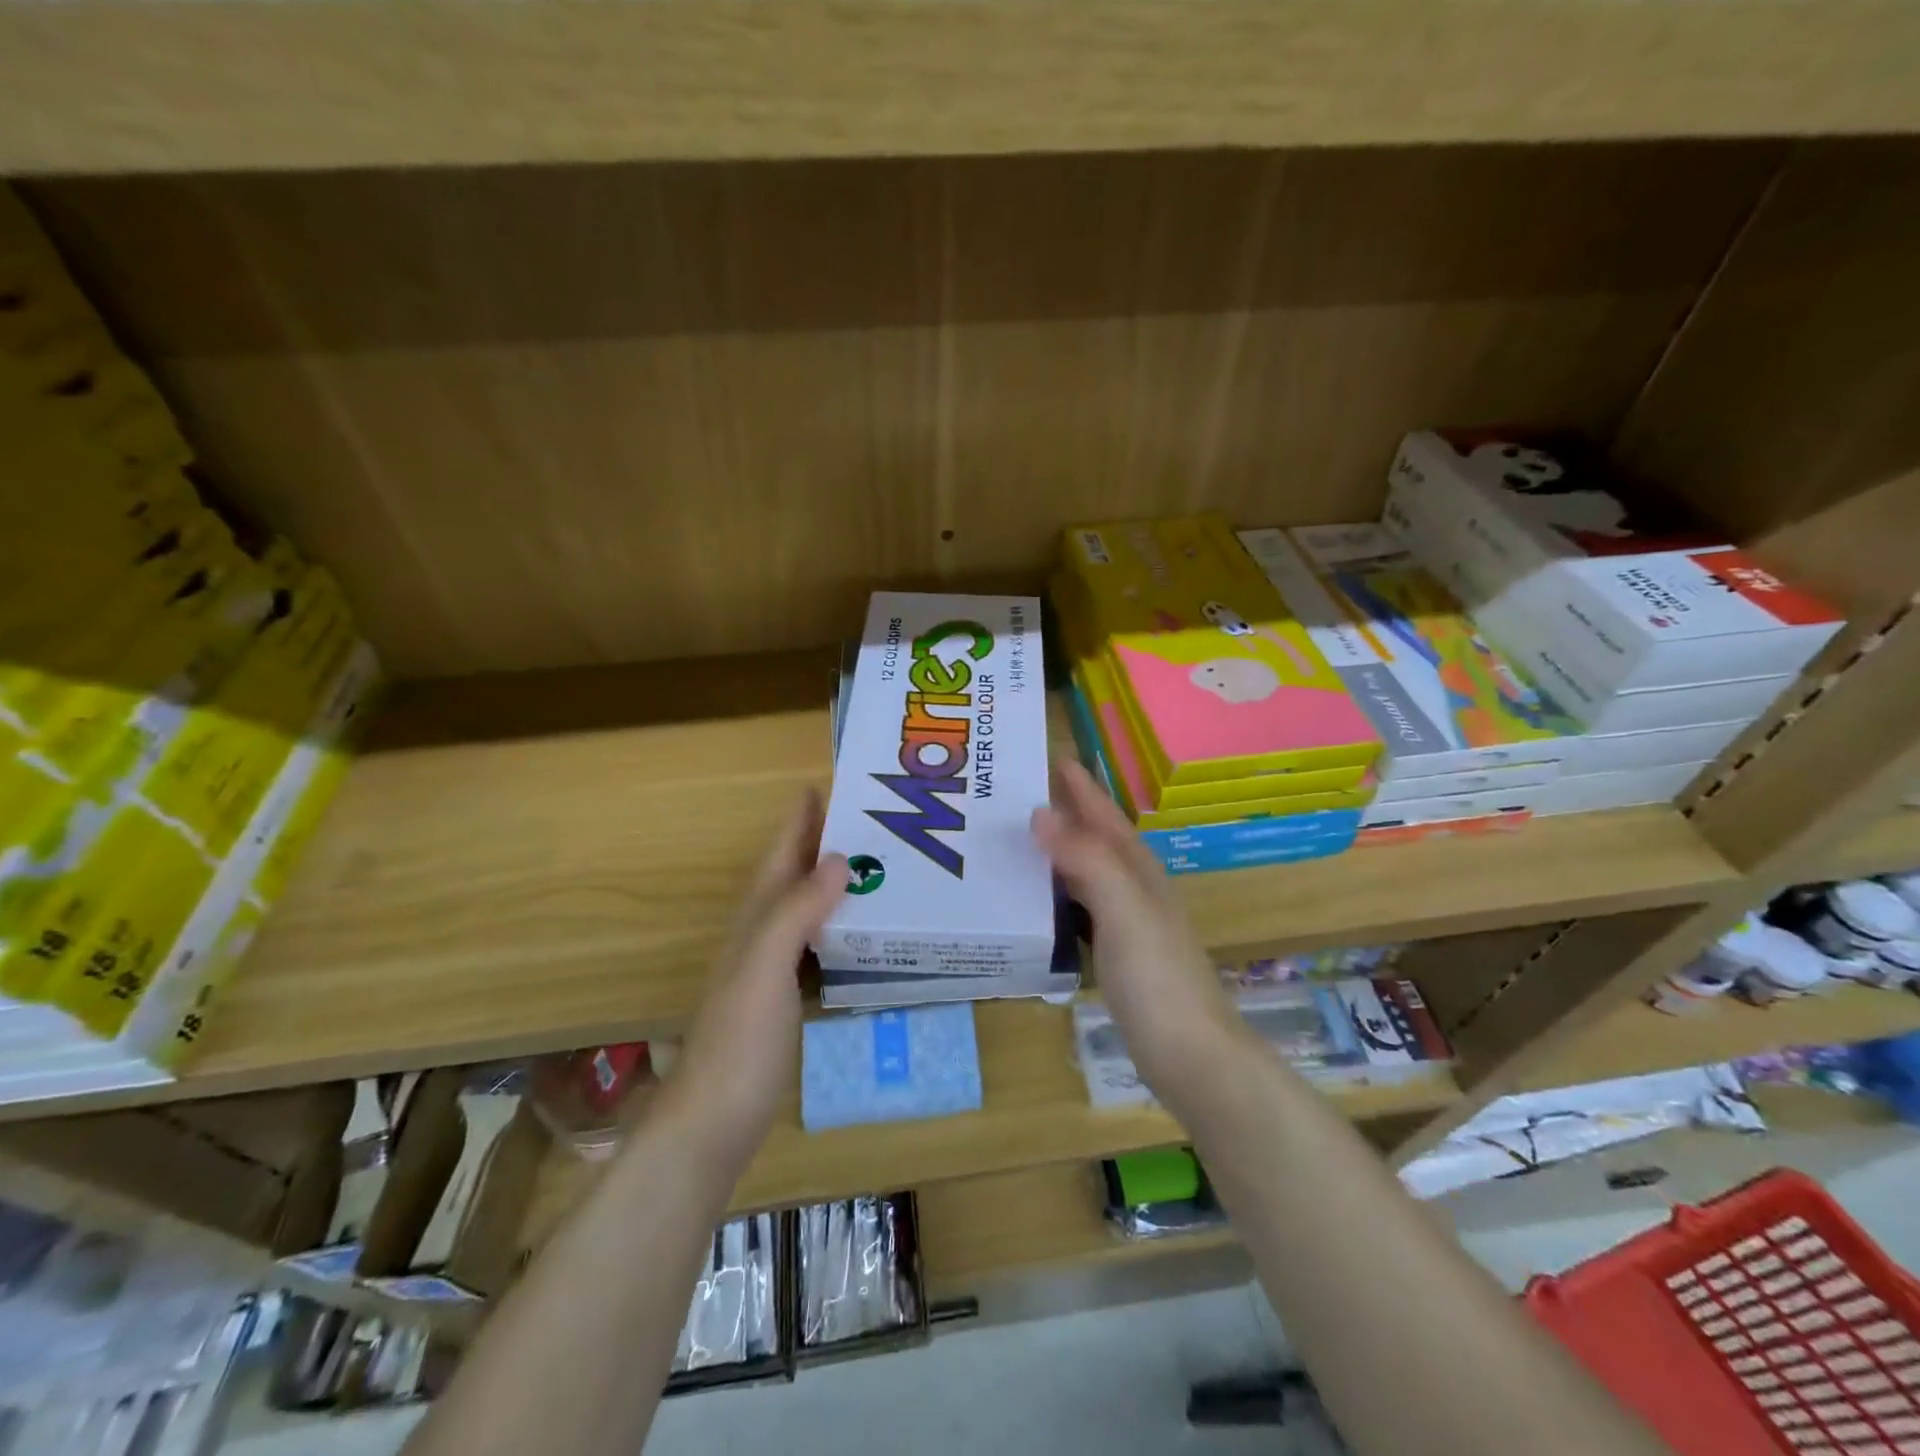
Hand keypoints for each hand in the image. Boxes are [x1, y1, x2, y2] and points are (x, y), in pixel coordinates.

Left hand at [665, 789, 845, 1177]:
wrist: (714, 1119)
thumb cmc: (739, 1039)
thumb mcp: (766, 967)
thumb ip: (797, 911)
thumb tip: (838, 858)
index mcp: (756, 917)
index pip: (780, 853)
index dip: (799, 818)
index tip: (828, 784)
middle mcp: (762, 933)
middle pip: (793, 873)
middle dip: (822, 840)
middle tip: (870, 817)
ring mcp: (771, 966)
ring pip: (805, 905)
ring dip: (832, 878)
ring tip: (875, 861)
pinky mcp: (785, 996)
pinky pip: (816, 940)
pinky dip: (837, 921)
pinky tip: (860, 927)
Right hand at [1033, 759, 1243, 1101]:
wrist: (1191, 1054)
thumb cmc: (1157, 978)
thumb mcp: (1122, 910)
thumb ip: (1085, 859)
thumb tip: (1040, 813)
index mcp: (1137, 871)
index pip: (1104, 816)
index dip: (1080, 788)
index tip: (1052, 757)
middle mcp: (1134, 889)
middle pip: (1095, 839)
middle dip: (1065, 813)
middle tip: (1020, 794)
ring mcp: (1128, 923)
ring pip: (1087, 872)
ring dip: (1059, 851)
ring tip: (1021, 839)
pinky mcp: (1118, 954)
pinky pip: (1081, 907)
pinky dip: (1059, 893)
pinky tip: (1039, 901)